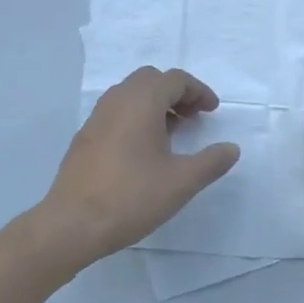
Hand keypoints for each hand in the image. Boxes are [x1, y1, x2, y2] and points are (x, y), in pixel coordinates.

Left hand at [36, 67, 240, 268]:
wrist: (72, 223)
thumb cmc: (131, 197)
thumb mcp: (181, 182)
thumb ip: (211, 162)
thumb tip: (231, 149)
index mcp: (141, 102)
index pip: (175, 79)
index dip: (198, 91)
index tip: (212, 111)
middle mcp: (117, 100)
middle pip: (151, 80)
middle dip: (176, 92)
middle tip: (193, 117)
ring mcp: (96, 117)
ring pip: (131, 94)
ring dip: (155, 104)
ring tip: (172, 133)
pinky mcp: (85, 136)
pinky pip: (116, 112)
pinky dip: (136, 116)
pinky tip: (144, 150)